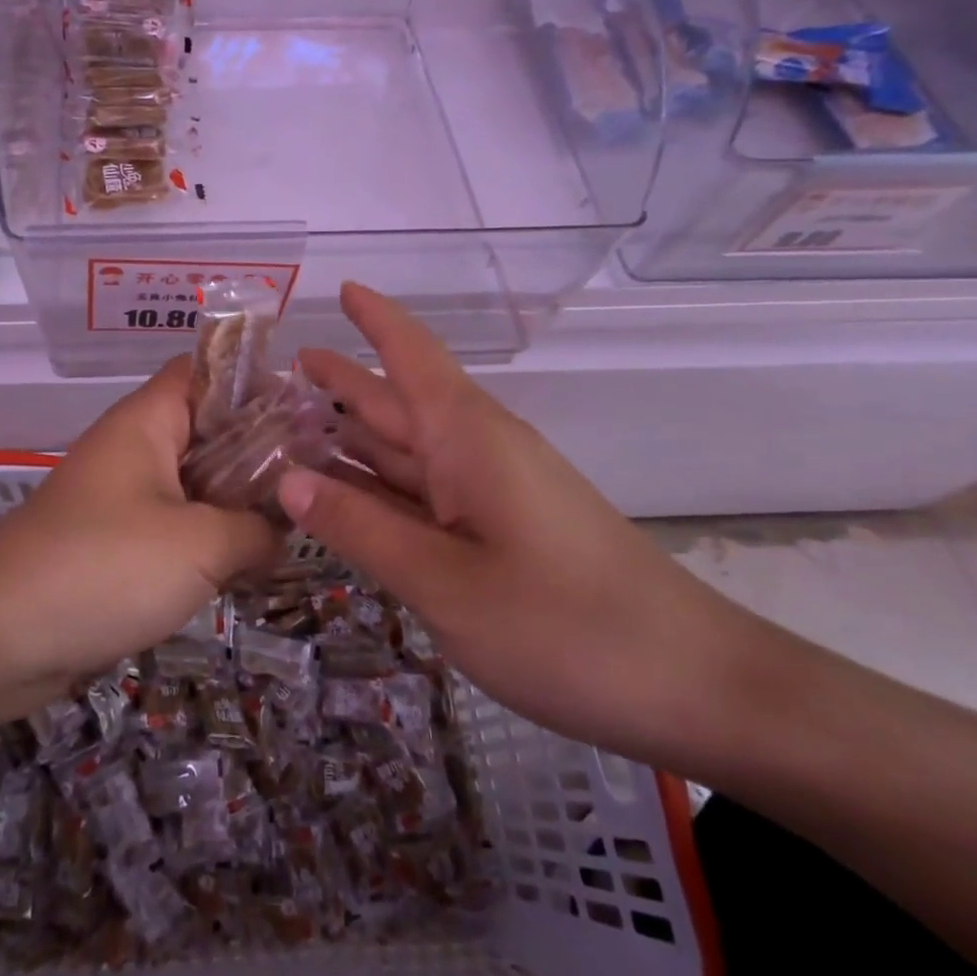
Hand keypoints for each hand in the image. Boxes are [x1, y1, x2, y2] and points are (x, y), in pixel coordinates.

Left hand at [0, 357, 279, 698]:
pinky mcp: (115, 543)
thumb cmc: (103, 567)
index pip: (205, 371)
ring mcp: (122, 497)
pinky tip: (250, 565)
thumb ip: (255, 530)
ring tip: (298, 522)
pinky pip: (175, 526)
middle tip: (319, 477)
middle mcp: (134, 448)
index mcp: (147, 421)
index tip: (308, 413)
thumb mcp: (199, 545)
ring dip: (238, 502)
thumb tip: (282, 531)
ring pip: (194, 483)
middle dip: (260, 451)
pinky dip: (209, 539)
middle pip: (207, 429)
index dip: (256, 381)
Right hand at [283, 283, 764, 768]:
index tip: (343, 288)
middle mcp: (478, 452)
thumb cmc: (563, 625)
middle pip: (400, 402)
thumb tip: (287, 479)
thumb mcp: (443, 581)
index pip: (412, 356)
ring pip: (410, 451)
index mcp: (467, 438)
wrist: (693, 687)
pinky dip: (381, 487)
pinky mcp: (504, 532)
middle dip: (345, 381)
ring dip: (355, 436)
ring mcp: (494, 493)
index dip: (376, 320)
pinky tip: (348, 496)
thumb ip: (360, 527)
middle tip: (284, 369)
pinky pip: (426, 494)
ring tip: (294, 425)